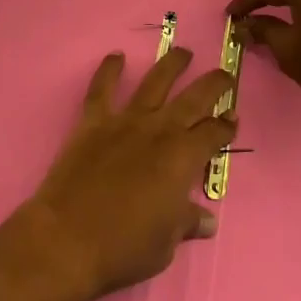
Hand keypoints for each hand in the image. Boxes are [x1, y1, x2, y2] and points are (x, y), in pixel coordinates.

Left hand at [28, 47, 236, 300]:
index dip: (226, 125)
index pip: (213, 133)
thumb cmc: (124, 248)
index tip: (233, 117)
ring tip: (183, 52)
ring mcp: (125, 120)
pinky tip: (116, 56)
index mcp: (182, 158)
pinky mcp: (94, 121)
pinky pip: (102, 88)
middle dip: (214, 84)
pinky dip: (108, 69)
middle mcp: (159, 130)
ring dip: (171, 64)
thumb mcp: (166, 244)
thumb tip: (208, 220)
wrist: (68, 240)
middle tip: (224, 74)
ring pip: (155, 82)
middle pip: (194, 97)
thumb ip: (187, 223)